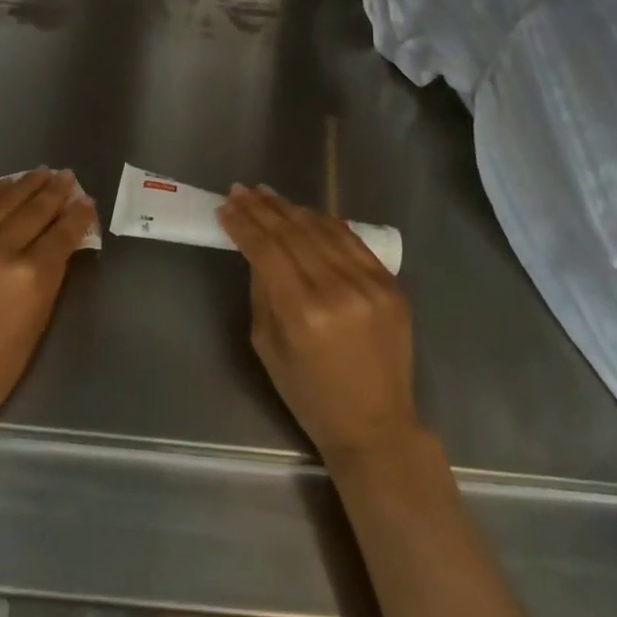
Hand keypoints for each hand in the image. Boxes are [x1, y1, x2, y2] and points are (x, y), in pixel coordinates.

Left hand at [0, 169, 95, 417]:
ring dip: (25, 184)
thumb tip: (62, 242)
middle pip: (34, 210)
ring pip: (2, 202)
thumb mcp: (38, 320)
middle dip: (54, 191)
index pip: (62, 233)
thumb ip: (51, 274)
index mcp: (31, 275)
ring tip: (41, 172)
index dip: (78, 216)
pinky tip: (4, 186)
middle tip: (67, 177)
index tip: (87, 203)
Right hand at [217, 184, 421, 467]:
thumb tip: (255, 248)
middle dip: (262, 208)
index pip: (266, 249)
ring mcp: (370, 285)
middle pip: (293, 232)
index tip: (225, 206)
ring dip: (291, 208)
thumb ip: (262, 290)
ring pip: (323, 229)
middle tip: (241, 190)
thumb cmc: (309, 394)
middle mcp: (338, 290)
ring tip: (267, 195)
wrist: (375, 425)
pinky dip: (326, 223)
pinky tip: (305, 213)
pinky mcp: (391, 285)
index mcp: (303, 312)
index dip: (243, 224)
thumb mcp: (267, 345)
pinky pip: (352, 242)